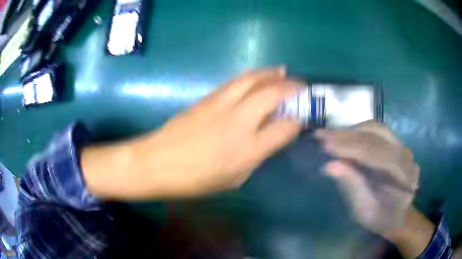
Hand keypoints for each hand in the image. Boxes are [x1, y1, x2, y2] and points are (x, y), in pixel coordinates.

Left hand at [83, 67, 301, 198]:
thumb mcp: (233, 179)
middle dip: (290, 87)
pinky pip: (235, 82)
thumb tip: (268, 140)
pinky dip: (251, 76)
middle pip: (272, 94)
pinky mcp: (207, 98)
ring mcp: (221, 105)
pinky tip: (256, 76)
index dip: (297, 121)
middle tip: (301, 84)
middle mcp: (239, 121)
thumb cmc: (194, 180)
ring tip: (282, 70)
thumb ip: (255, 158)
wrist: (156, 162)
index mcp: (248, 149)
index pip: (285, 128)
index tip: (302, 118)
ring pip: (252, 80)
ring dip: (270, 73)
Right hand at [315, 121, 419, 234]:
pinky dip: (358, 131)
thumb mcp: (365, 211)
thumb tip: (330, 166)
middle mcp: (406, 155)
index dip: (351, 148)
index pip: (377, 154)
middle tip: (321, 135)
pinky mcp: (396, 143)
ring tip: (330, 135)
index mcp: (404, 175)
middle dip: (347, 135)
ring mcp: (402, 146)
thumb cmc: (381, 217)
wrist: (397, 214)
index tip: (325, 146)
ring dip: (351, 131)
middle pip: (377, 136)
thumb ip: (353, 187)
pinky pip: (376, 131)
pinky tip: (344, 136)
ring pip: (376, 129)